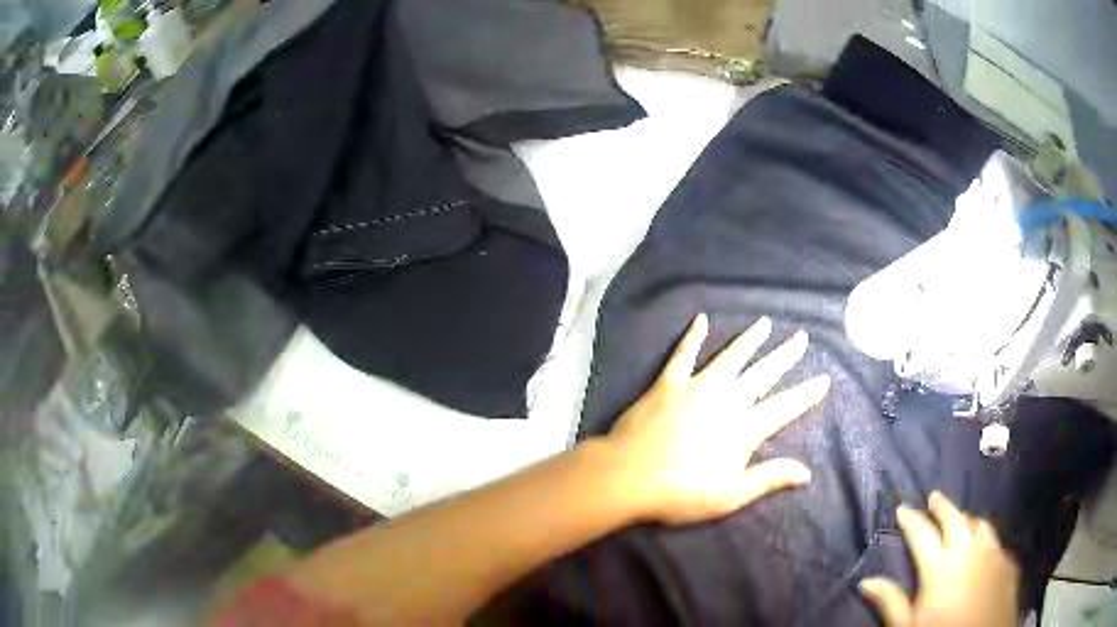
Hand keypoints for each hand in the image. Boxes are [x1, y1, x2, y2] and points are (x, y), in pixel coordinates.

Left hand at [600, 312, 829, 525]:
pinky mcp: (668, 383)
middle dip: (785, 355)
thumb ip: (769, 478)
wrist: (627, 478)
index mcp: (744, 428)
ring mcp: (697, 387)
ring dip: (750, 339)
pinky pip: (684, 354)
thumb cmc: (680, 493)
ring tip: (765, 323)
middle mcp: (726, 400)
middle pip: (763, 373)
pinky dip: (693, 336)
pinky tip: (701, 320)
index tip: (824, 378)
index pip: (785, 407)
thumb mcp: (730, 495)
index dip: (806, 394)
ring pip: (731, 357)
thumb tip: (807, 473)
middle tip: (801, 337)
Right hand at [860, 492, 1020, 626]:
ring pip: (980, 525)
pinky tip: (983, 547)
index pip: (922, 534)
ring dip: (967, 519)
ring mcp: (993, 554)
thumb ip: (891, 601)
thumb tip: (866, 581)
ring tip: (960, 519)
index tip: (902, 509)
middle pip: (955, 519)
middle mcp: (968, 551)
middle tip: (933, 497)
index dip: (911, 520)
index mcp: (940, 567)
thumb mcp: (907, 626)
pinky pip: (996, 541)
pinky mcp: (1007, 563)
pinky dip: (986, 538)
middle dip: (942, 506)